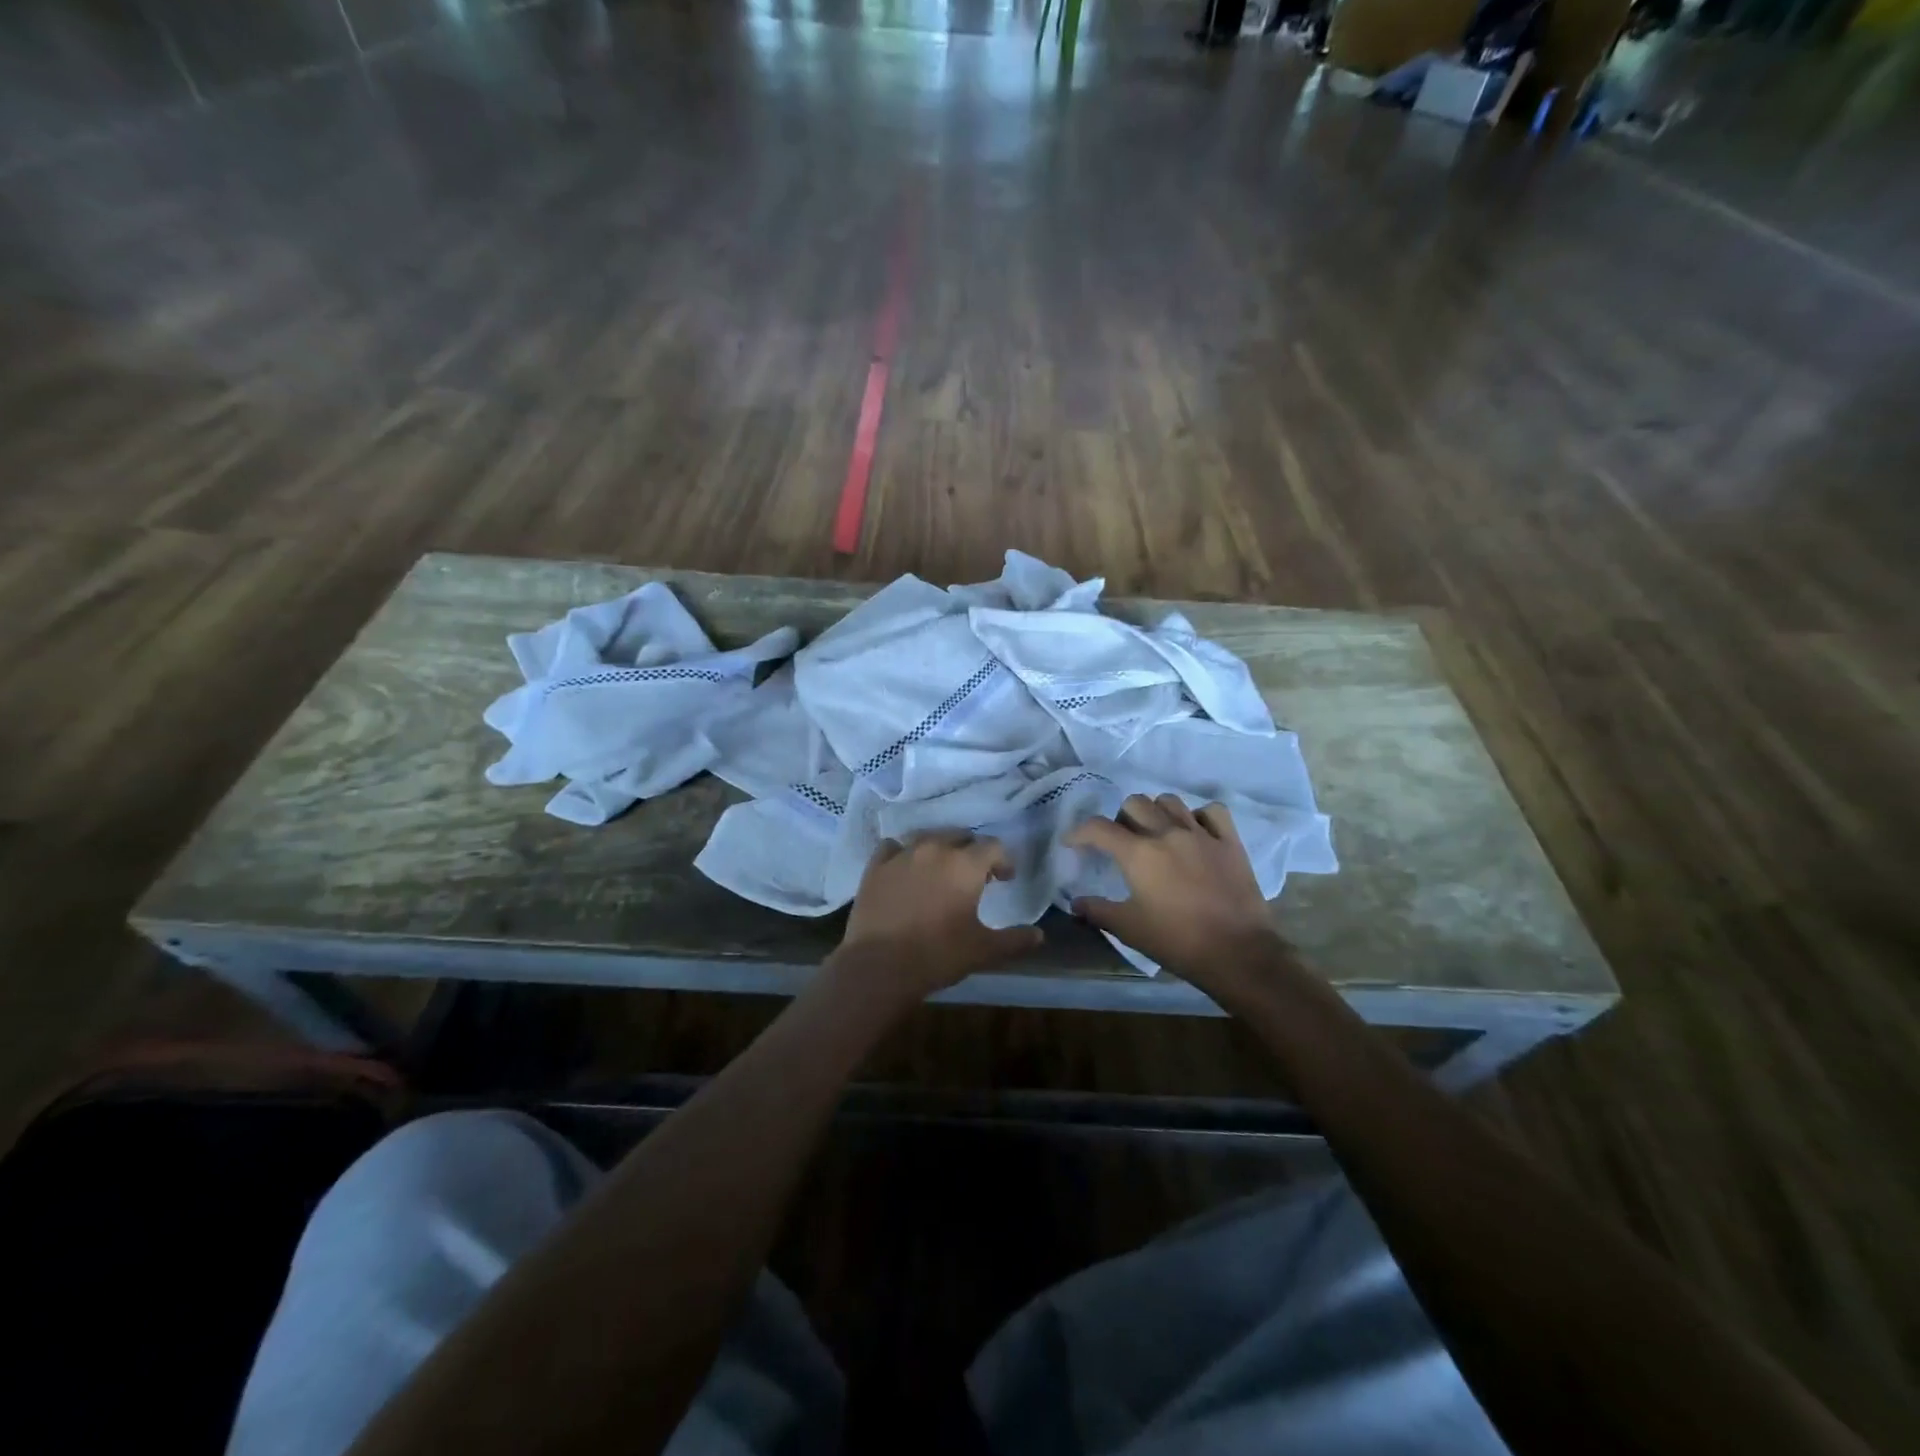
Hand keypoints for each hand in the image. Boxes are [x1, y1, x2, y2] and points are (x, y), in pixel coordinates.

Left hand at [828, 832, 1043, 1008]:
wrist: (879, 966)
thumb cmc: (938, 955)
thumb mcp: (984, 950)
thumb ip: (1015, 940)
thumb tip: (1039, 935)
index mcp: (965, 864)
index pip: (993, 847)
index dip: (1003, 861)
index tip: (1004, 879)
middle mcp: (934, 848)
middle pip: (960, 836)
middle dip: (971, 852)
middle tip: (974, 876)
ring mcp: (902, 854)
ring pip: (927, 837)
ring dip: (939, 849)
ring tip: (940, 870)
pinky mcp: (875, 866)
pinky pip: (893, 847)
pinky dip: (903, 854)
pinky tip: (905, 870)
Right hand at [1065, 795, 1294, 1001]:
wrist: (1237, 953)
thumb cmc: (1177, 942)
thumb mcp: (1129, 929)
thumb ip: (1098, 911)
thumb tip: (1075, 903)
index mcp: (1139, 854)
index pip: (1098, 828)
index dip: (1079, 832)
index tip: (1072, 843)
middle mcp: (1167, 833)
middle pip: (1134, 803)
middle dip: (1120, 818)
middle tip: (1121, 841)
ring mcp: (1201, 834)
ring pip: (1170, 801)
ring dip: (1155, 812)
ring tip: (1155, 832)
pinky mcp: (1230, 842)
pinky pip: (1212, 812)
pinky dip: (1198, 816)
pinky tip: (1194, 831)